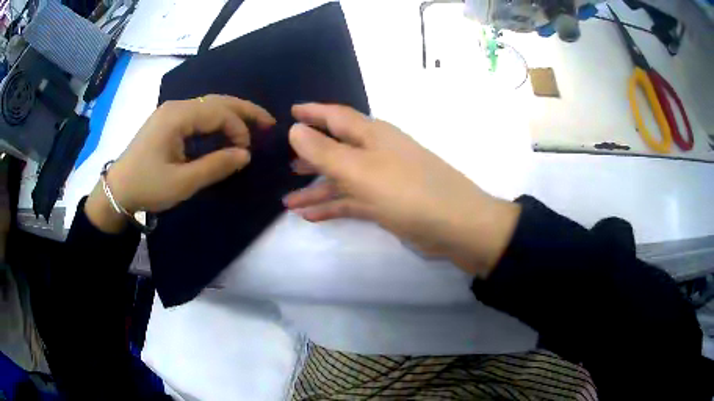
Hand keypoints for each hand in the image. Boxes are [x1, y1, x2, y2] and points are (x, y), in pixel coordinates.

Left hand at [85, 95, 274, 232]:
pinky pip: (198, 115)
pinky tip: (225, 131)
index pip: (219, 112)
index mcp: (177, 116)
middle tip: (268, 122)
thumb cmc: (147, 186)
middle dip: (244, 111)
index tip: (246, 153)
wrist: (118, 190)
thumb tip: (246, 155)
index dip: (238, 128)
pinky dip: (217, 121)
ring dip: (232, 115)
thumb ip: (215, 166)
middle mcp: (176, 107)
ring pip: (209, 106)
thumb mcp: (182, 182)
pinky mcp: (168, 122)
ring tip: (252, 126)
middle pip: (217, 101)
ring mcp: (171, 112)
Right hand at [283, 104, 519, 275]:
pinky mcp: (386, 204)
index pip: (336, 116)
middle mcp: (376, 153)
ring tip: (289, 199)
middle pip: (337, 148)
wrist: (455, 225)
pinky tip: (310, 215)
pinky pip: (352, 202)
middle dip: (310, 154)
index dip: (312, 113)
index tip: (290, 112)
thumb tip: (295, 128)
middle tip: (286, 161)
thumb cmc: (407, 191)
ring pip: (341, 179)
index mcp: (372, 135)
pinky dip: (332, 207)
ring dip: (316, 188)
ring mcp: (381, 180)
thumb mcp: (360, 170)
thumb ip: (325, 151)